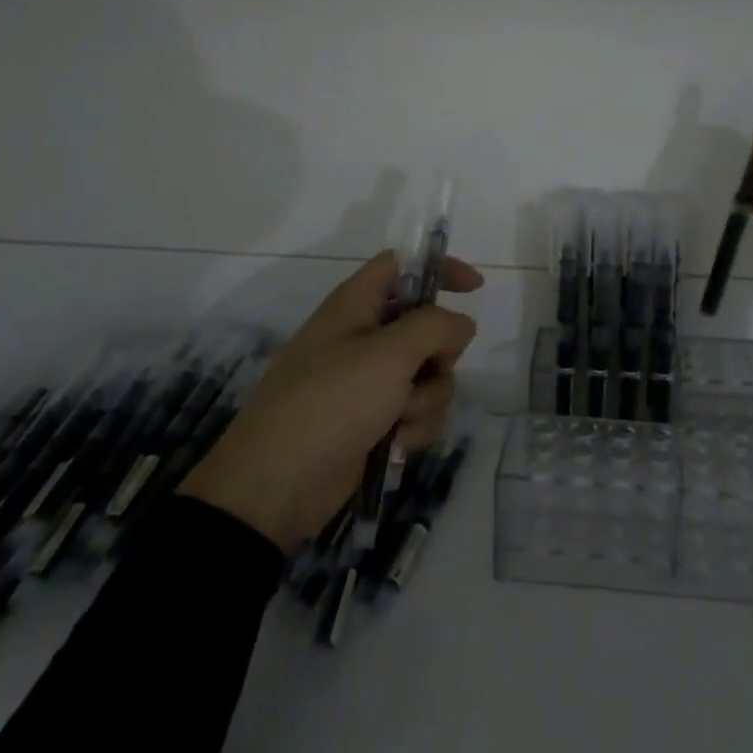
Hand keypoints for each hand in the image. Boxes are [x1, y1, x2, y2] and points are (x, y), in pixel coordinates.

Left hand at [179, 250, 481, 550]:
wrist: (277, 486)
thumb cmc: (331, 403)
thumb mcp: (389, 354)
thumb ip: (436, 327)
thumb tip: (461, 325)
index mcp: (355, 306)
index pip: (402, 266)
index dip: (440, 269)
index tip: (475, 288)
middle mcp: (363, 338)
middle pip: (427, 327)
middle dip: (439, 355)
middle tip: (428, 370)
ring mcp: (368, 382)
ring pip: (429, 375)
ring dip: (426, 399)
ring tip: (399, 419)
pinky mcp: (374, 421)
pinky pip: (416, 410)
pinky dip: (414, 426)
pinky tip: (396, 444)